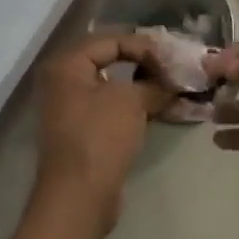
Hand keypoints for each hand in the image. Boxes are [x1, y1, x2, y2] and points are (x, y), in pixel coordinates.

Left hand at [31, 33, 171, 238]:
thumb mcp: (131, 101)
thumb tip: (173, 82)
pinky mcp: (83, 131)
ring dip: (143, 85)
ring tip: (174, 87)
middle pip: (111, 59)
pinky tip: (162, 108)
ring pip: (114, 85)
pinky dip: (135, 105)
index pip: (112, 40)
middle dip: (145, 63)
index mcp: (67, 65)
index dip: (145, 46)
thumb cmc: (100, 138)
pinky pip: (112, 107)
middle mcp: (63, 81)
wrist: (78, 198)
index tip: (174, 58)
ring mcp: (71, 108)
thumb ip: (154, 83)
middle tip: (175, 67)